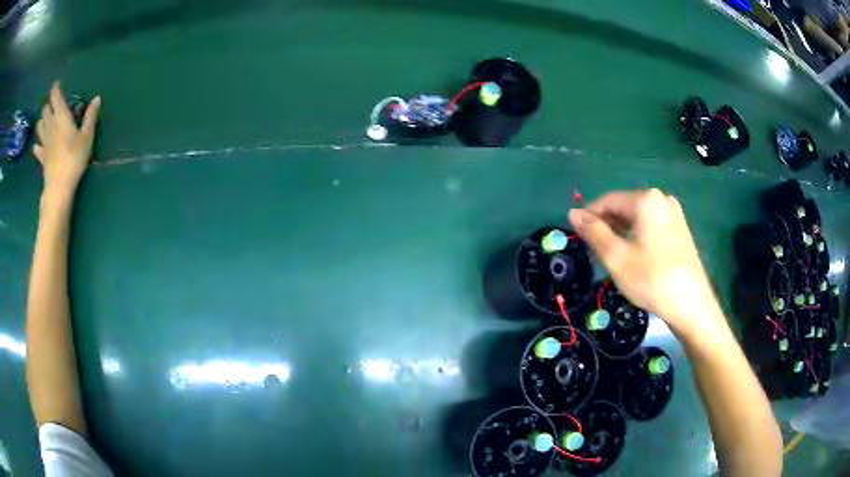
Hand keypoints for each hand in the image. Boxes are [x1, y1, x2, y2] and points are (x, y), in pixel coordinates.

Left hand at [34, 82, 101, 197]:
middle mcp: (50, 126)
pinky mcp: (42, 157)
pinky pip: (36, 148)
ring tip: (45, 122)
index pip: (56, 97)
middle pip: (45, 111)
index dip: (55, 89)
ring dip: (41, 122)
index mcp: (61, 117)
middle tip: (52, 105)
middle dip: (48, 106)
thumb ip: (90, 117)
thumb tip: (97, 98)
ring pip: (39, 126)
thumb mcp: (87, 137)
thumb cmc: (74, 158)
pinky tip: (39, 145)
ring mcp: (44, 142)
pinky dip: (37, 145)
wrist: (59, 186)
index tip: (56, 84)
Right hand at [569, 189, 721, 337]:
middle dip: (606, 226)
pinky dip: (638, 237)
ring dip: (621, 233)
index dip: (589, 217)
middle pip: (624, 208)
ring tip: (613, 257)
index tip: (577, 237)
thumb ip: (593, 232)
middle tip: (594, 252)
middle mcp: (661, 198)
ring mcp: (674, 213)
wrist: (691, 304)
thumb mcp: (616, 257)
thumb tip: (573, 213)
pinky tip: (635, 257)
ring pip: (638, 218)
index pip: (607, 201)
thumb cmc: (651, 279)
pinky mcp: (680, 229)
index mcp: (645, 199)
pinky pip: (651, 226)